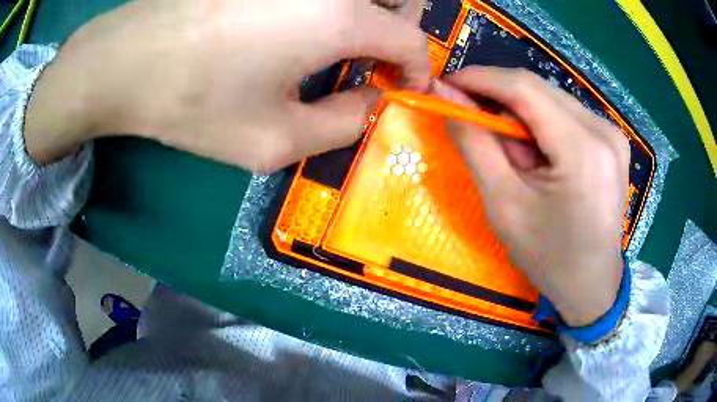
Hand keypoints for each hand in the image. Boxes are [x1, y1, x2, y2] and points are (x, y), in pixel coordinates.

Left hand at [24, 0, 429, 170]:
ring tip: (338, 49)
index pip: (410, 39)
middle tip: (374, 65)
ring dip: (366, 18)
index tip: (404, 91)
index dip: (417, 70)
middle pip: (396, 0)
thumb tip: (374, 101)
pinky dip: (330, 9)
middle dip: (397, 35)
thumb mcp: (276, 139)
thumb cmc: (196, 102)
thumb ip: (344, 124)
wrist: (128, 60)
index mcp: (341, 16)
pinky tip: (299, 31)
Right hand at [436, 67, 628, 326]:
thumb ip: (475, 143)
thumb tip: (447, 97)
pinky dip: (542, 123)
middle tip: (472, 119)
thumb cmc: (548, 256)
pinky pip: (566, 114)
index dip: (480, 77)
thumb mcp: (504, 204)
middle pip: (538, 89)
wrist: (592, 284)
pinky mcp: (612, 140)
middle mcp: (603, 130)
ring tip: (511, 151)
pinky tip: (537, 153)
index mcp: (582, 150)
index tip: (447, 83)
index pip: (524, 88)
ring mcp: (612, 133)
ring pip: (551, 98)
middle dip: (498, 98)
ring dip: (521, 113)